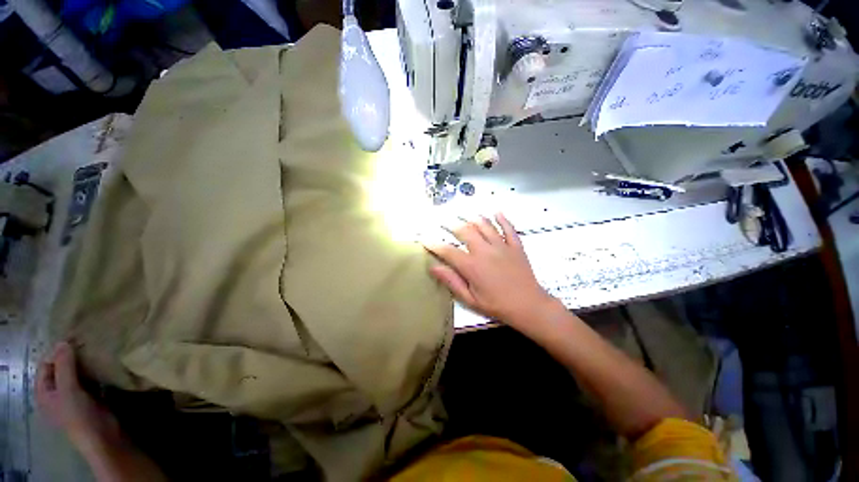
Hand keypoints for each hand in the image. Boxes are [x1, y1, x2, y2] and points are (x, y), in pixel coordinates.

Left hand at [36, 342, 122, 455]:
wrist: (103, 436)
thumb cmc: (78, 415)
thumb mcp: (68, 390)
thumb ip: (64, 366)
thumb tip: (63, 341)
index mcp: (44, 392)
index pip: (46, 365)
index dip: (57, 353)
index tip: (74, 340)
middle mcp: (56, 392)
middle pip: (61, 368)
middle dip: (72, 357)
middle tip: (87, 342)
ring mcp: (73, 396)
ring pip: (76, 373)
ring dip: (84, 363)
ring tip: (96, 350)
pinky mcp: (89, 396)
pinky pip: (88, 379)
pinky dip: (93, 370)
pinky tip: (103, 363)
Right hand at [425, 213, 557, 327]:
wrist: (529, 306)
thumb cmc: (497, 305)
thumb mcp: (470, 299)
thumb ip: (452, 281)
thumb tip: (434, 267)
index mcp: (472, 266)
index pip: (448, 250)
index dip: (434, 244)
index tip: (424, 238)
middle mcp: (485, 251)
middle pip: (465, 231)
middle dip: (452, 225)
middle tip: (444, 220)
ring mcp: (501, 246)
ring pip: (485, 225)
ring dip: (473, 218)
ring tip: (465, 214)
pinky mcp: (516, 246)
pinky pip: (508, 228)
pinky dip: (502, 219)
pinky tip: (497, 212)